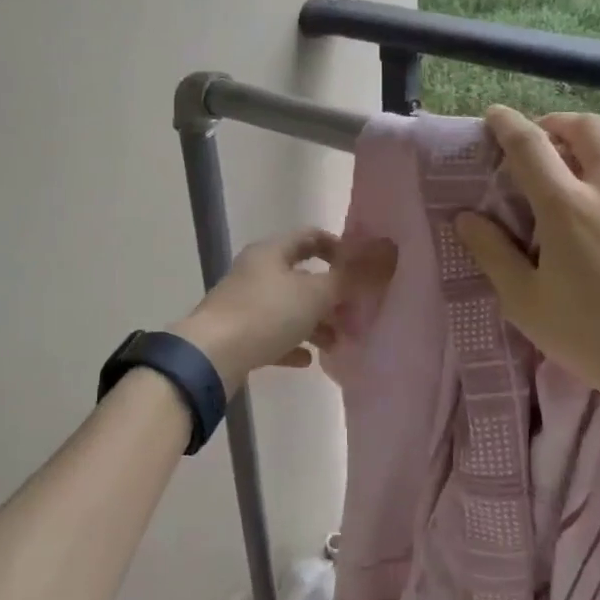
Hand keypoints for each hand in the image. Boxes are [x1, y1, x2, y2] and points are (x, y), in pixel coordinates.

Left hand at [171, 228, 396, 394]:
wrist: (210, 357)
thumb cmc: (265, 315)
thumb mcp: (315, 294)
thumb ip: (352, 275)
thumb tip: (389, 249)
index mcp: (271, 252)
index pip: (310, 237)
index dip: (339, 248)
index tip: (362, 270)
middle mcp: (256, 272)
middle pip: (301, 276)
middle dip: (331, 295)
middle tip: (355, 313)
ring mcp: (244, 303)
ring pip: (289, 308)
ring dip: (315, 323)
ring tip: (338, 343)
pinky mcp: (237, 334)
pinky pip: (272, 335)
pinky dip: (293, 344)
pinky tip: (308, 361)